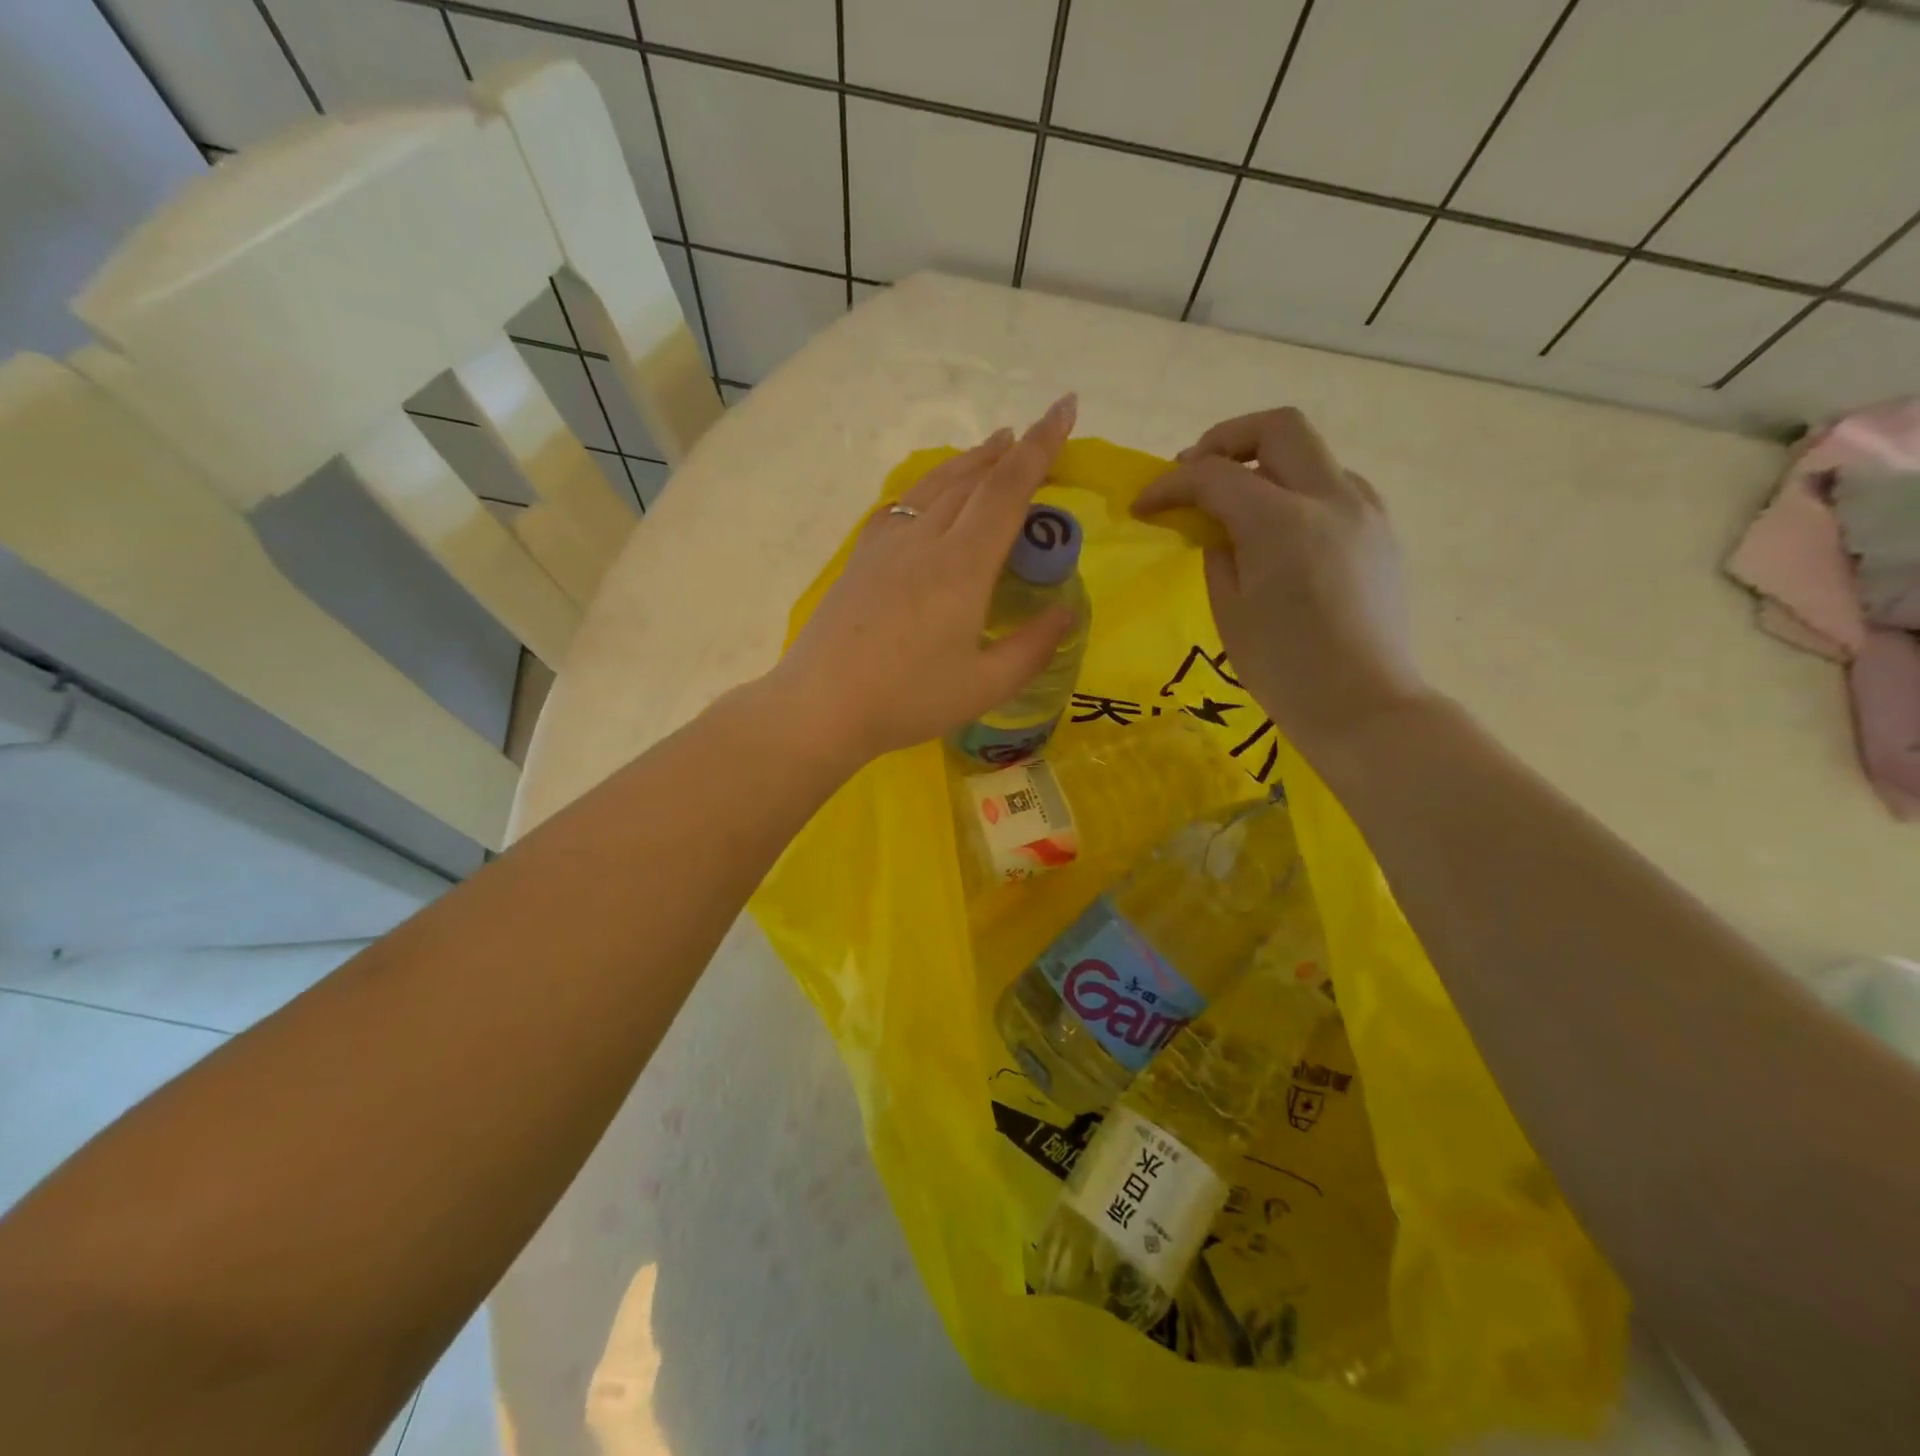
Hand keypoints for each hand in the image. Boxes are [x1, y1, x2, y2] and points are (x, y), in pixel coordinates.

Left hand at [768, 395, 1079, 764]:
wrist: (820, 706)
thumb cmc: (907, 700)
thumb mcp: (984, 687)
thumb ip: (1031, 648)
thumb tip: (1066, 613)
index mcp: (962, 566)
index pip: (1008, 490)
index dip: (1041, 446)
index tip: (1064, 407)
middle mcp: (925, 541)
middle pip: (972, 480)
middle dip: (1010, 452)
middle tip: (1036, 436)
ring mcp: (887, 546)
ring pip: (934, 486)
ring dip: (969, 462)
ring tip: (993, 449)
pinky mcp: (862, 559)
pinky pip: (902, 506)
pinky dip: (929, 488)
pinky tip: (930, 498)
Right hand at [1133, 407, 1427, 758]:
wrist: (1363, 705)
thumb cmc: (1283, 668)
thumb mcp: (1229, 609)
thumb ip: (1218, 552)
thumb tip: (1217, 527)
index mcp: (1281, 521)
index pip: (1215, 475)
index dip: (1170, 484)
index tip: (1143, 504)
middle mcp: (1330, 498)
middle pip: (1279, 426)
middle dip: (1227, 439)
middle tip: (1196, 473)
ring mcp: (1364, 511)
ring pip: (1312, 454)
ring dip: (1268, 464)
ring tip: (1238, 505)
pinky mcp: (1381, 533)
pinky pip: (1335, 487)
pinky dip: (1299, 492)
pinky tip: (1281, 532)